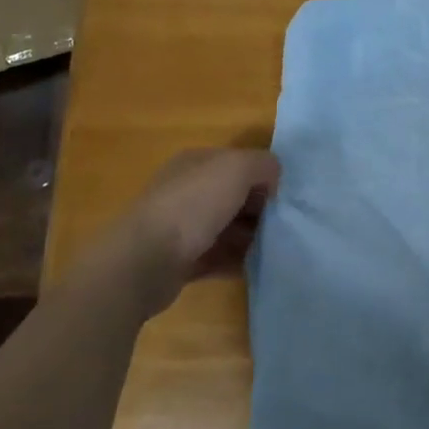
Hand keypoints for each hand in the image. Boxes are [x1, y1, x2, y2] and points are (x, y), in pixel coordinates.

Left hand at [85, 148, 280, 318]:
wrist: (145, 261)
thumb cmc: (192, 206)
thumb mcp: (236, 169)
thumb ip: (262, 164)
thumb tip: (274, 176)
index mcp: (196, 163)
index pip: (237, 163)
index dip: (262, 176)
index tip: (284, 196)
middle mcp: (187, 190)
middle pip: (233, 196)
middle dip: (259, 208)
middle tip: (284, 224)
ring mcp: (182, 226)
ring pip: (227, 227)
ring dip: (251, 237)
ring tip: (277, 247)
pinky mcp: (182, 260)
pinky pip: (218, 257)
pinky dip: (238, 261)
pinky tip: (258, 266)